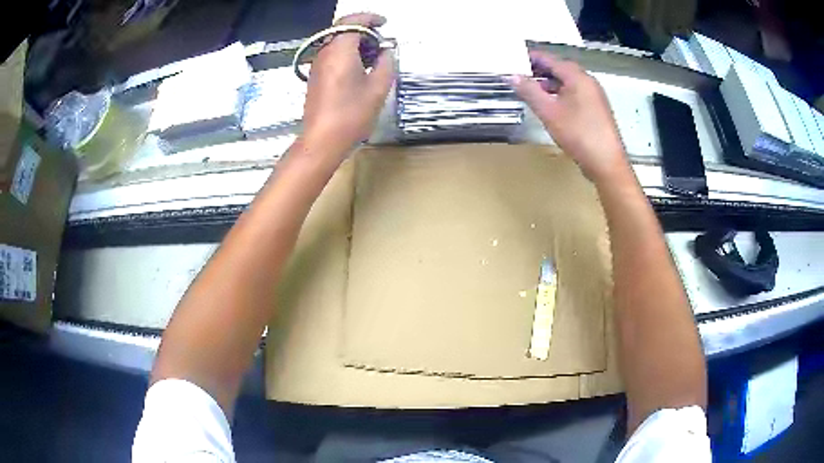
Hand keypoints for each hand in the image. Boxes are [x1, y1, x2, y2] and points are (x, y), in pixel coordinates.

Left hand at [301, 13, 394, 159]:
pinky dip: (347, 55)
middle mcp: (324, 53)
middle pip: (343, 30)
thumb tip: (387, 51)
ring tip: (374, 58)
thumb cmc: (352, 114)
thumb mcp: (378, 87)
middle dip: (364, 32)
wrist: (322, 140)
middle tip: (382, 44)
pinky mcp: (315, 77)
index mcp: (339, 50)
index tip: (384, 24)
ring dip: (356, 44)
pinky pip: (332, 56)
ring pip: (337, 43)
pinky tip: (360, 70)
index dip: (370, 18)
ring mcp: (317, 66)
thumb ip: (386, 63)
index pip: (351, 21)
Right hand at [509, 51, 629, 183]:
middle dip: (539, 69)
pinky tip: (551, 104)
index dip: (531, 57)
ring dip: (549, 82)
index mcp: (577, 77)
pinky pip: (575, 92)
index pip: (550, 59)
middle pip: (560, 68)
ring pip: (568, 81)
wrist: (606, 162)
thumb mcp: (549, 112)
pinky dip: (560, 92)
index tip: (513, 58)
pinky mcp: (596, 108)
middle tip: (519, 73)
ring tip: (531, 89)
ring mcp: (594, 95)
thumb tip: (511, 76)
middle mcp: (588, 81)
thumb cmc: (578, 134)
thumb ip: (529, 91)